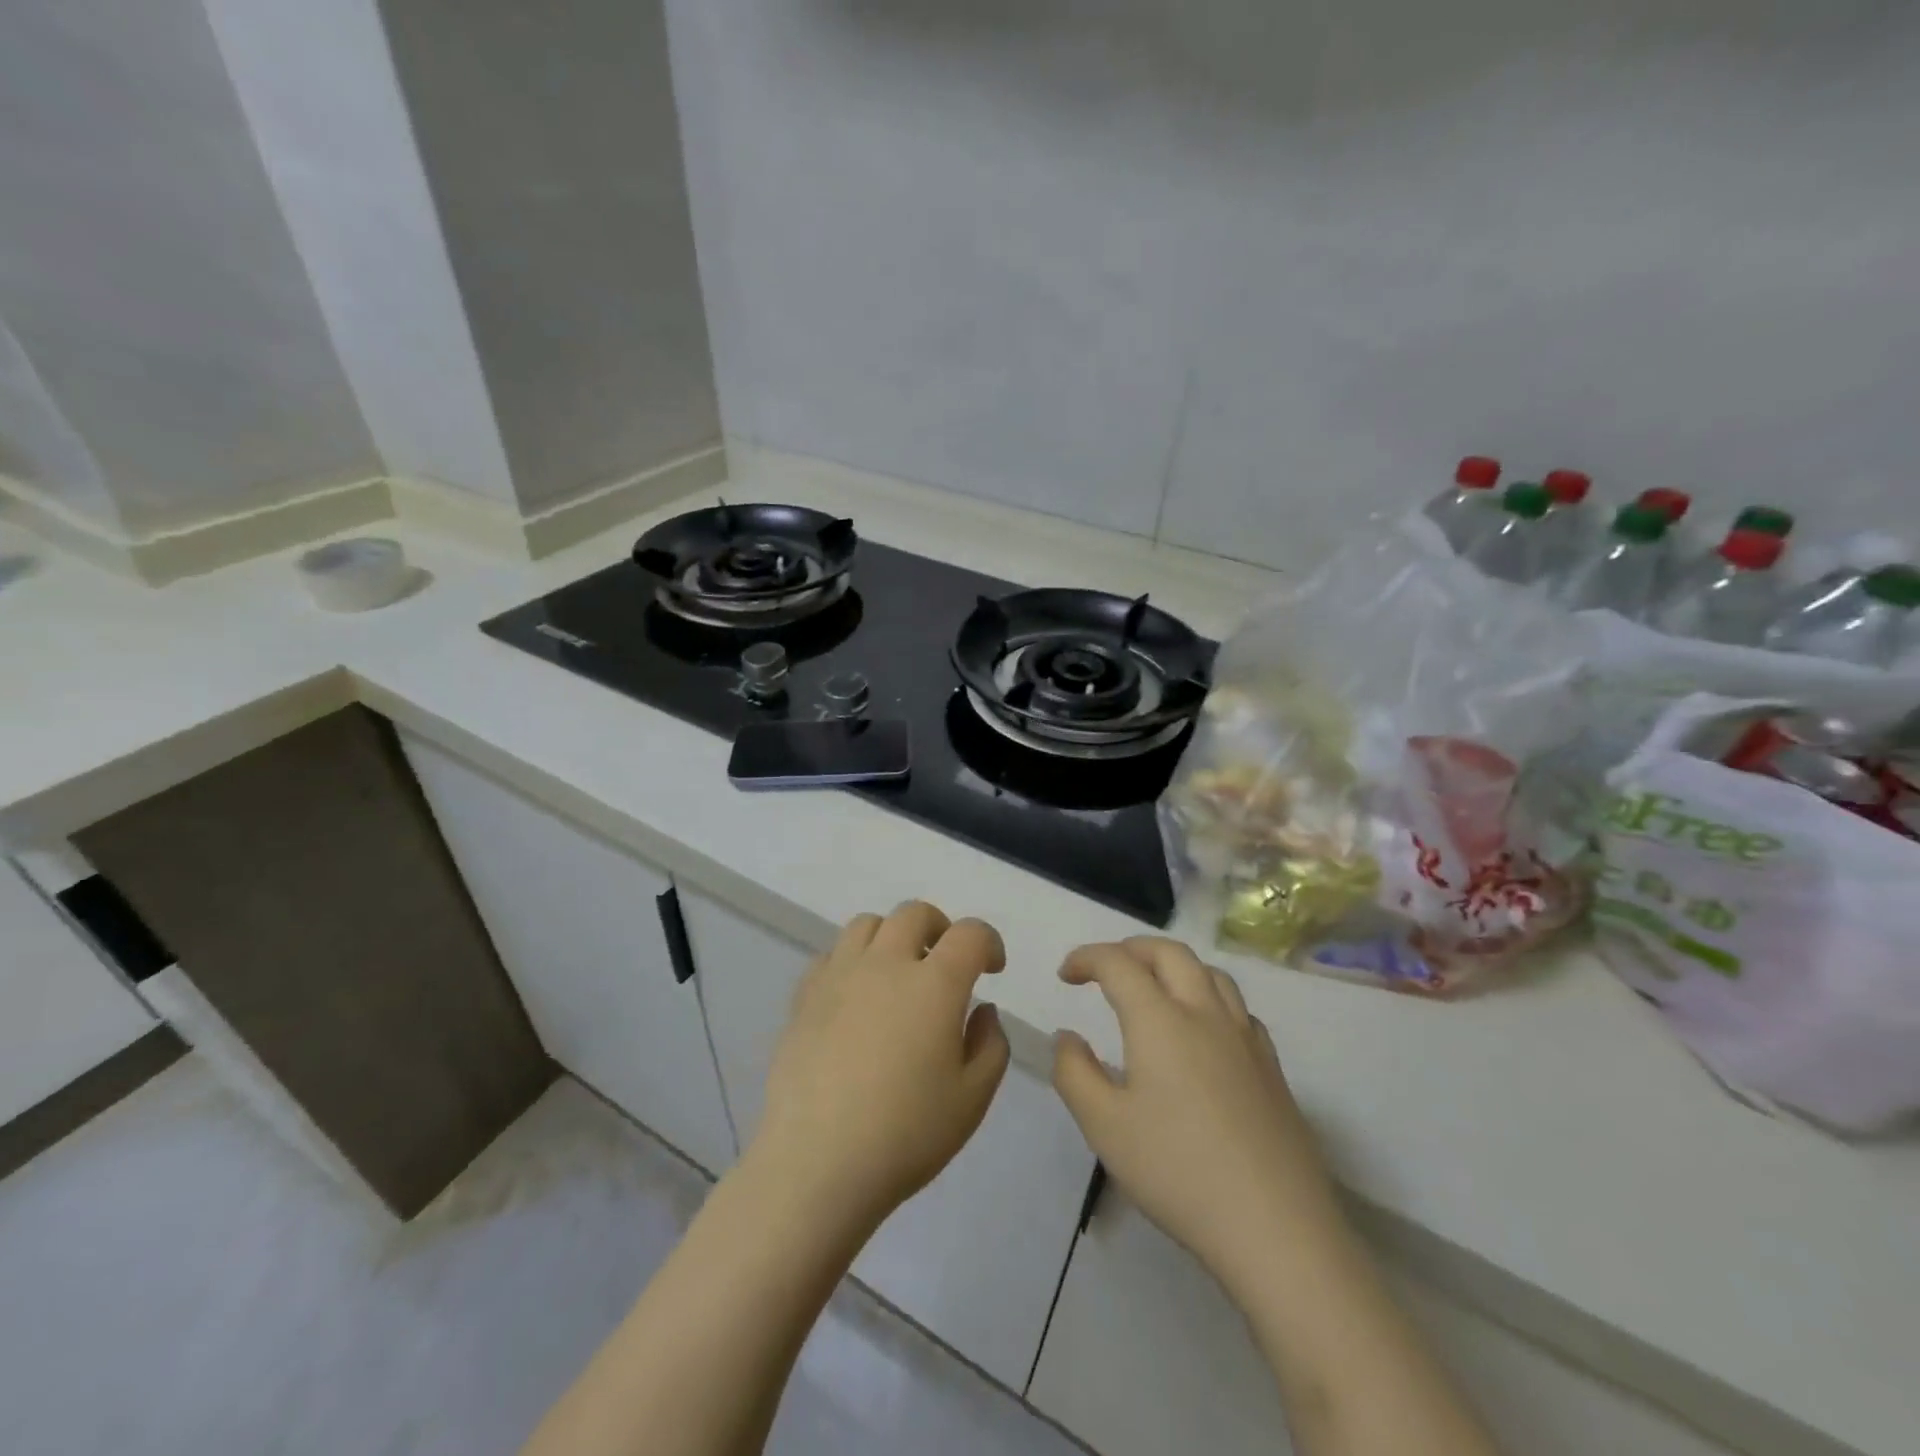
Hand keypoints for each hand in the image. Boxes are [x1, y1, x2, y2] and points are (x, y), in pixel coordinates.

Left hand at [748, 902, 1010, 1233]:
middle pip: (915, 914)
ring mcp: (839, 976)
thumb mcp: (972, 1099)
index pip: (969, 934)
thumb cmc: (906, 1134)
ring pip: (868, 924)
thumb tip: (982, 1010)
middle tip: (946, 963)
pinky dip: (853, 961)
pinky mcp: (804, 996)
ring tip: (898, 973)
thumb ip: (991, 1045)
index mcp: (934, 984)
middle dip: (940, 928)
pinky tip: (856, 997)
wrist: (817, 1163)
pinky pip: (832, 955)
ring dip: (892, 937)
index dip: (988, 942)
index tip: (992, 969)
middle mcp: (886, 964)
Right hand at [1052, 937, 1343, 1288]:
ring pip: (1210, 972)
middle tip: (1105, 969)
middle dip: (1131, 948)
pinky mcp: (1272, 1066)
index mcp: (1160, 1019)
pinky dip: (1209, 997)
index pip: (1118, 964)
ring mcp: (1246, 1037)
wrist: (1275, 1227)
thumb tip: (1067, 1036)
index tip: (1065, 975)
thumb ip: (1075, 1073)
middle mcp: (1205, 1013)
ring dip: (1173, 966)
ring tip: (1154, 989)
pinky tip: (1202, 1032)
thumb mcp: (1104, 1127)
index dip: (1086, 958)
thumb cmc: (1178, 1172)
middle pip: (1169, 952)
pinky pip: (1237, 1007)